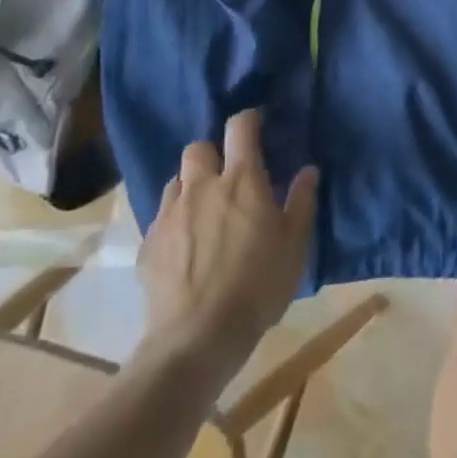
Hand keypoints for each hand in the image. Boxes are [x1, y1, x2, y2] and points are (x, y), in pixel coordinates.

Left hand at [136, 109, 317, 372]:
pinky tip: (186, 244)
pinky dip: (175, 219)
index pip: (240, 128)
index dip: (249, 119)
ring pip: (176, 179)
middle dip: (213, 152)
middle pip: (199, 147)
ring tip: (205, 208)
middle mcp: (202, 187)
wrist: (197, 338)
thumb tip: (308, 171)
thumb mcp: (295, 244)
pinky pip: (161, 216)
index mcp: (242, 180)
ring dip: (191, 184)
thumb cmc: (258, 286)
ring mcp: (170, 214)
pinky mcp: (148, 244)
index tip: (257, 124)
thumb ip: (302, 202)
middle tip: (229, 174)